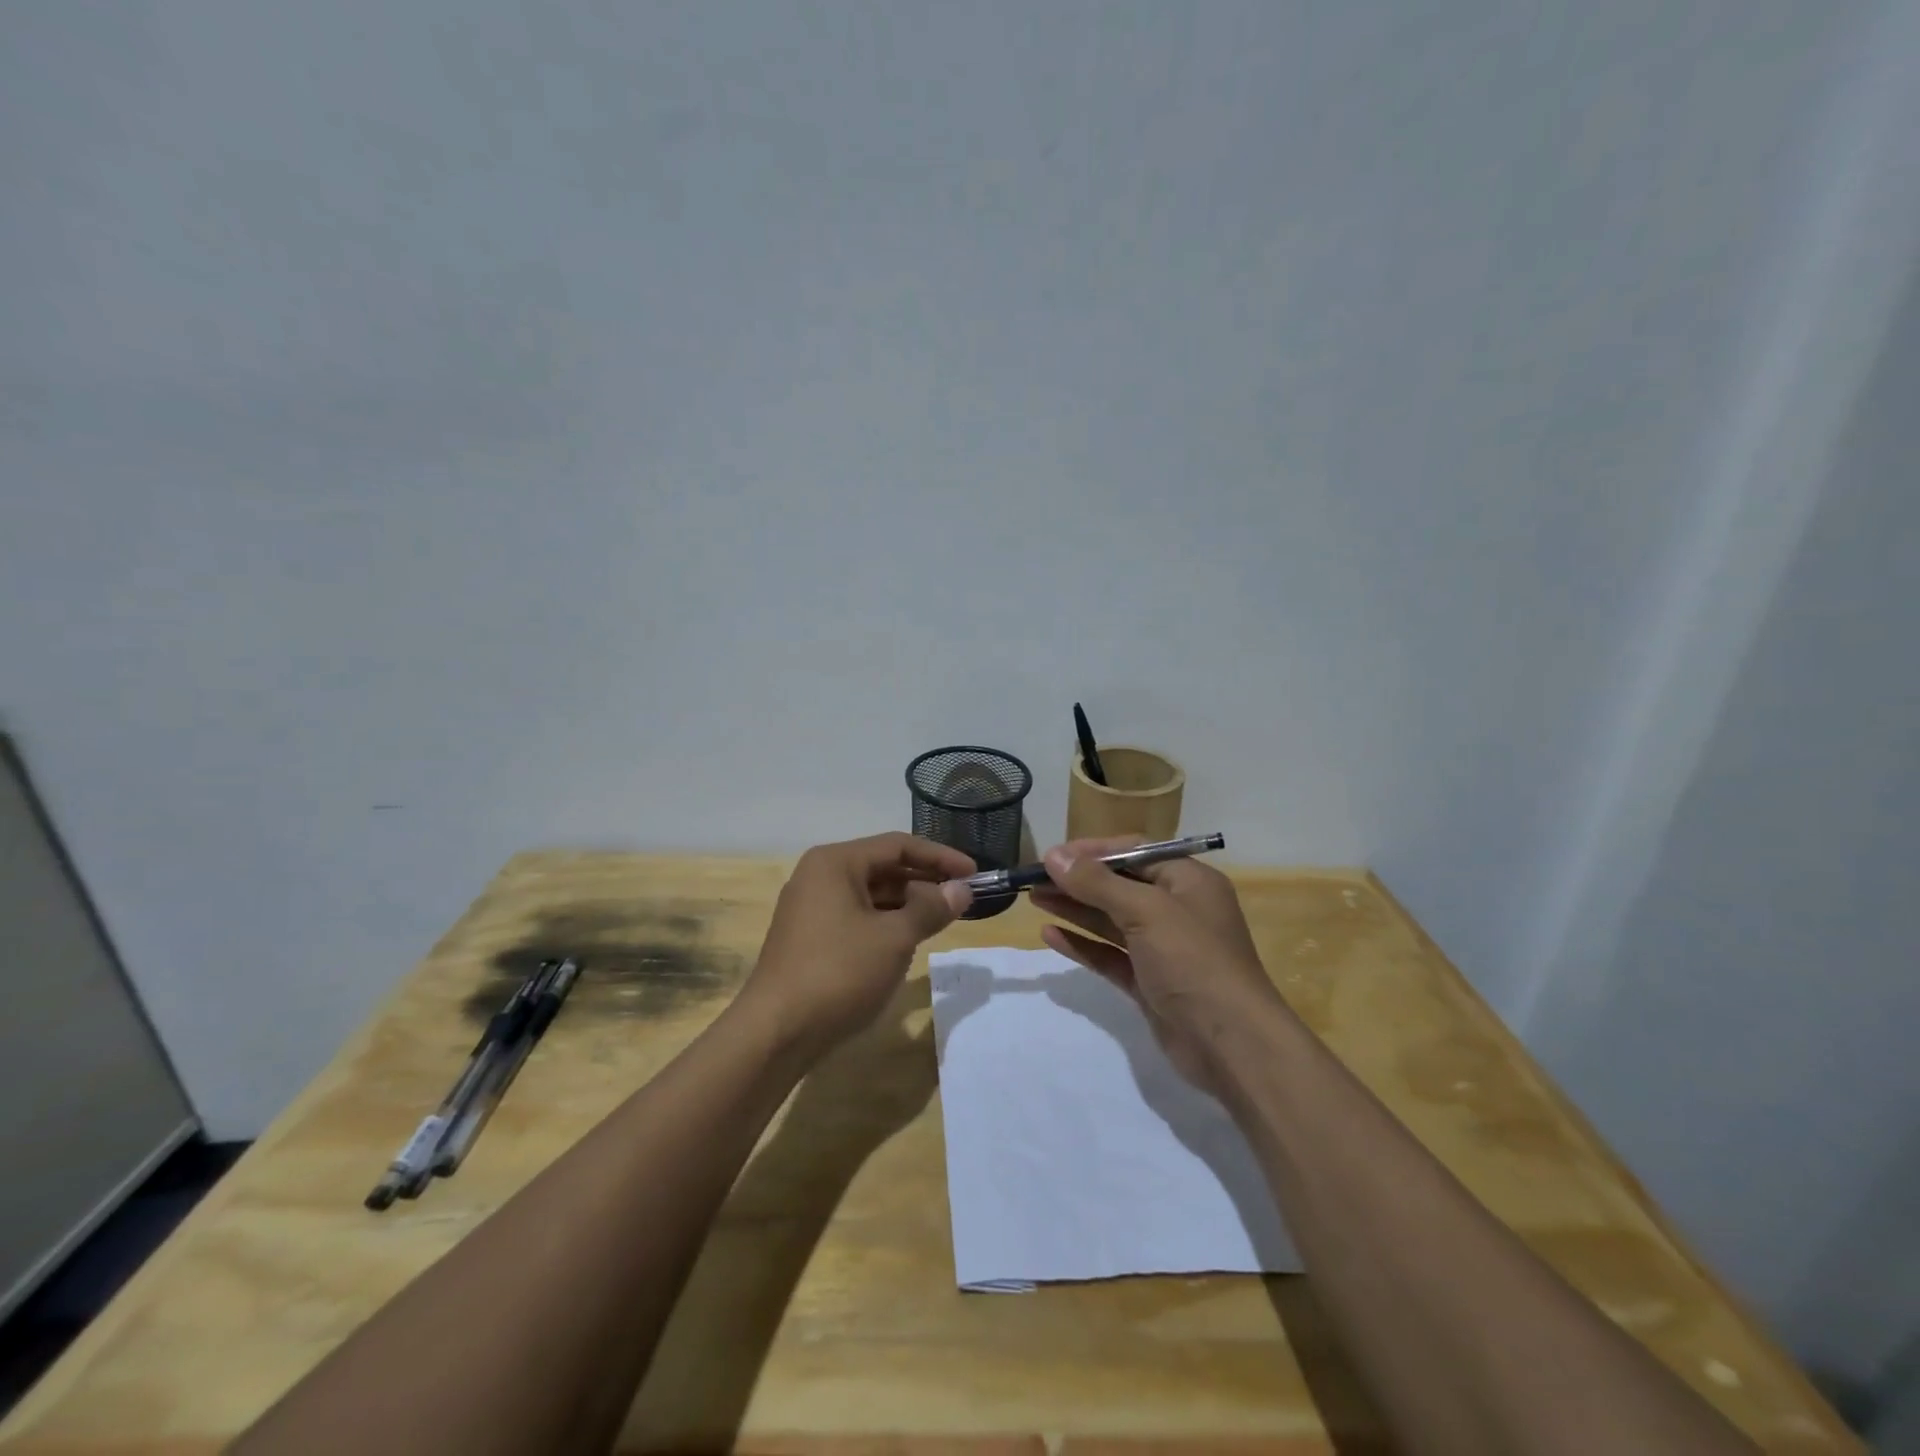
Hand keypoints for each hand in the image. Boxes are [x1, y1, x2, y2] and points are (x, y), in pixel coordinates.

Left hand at [744, 833, 974, 1056]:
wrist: (775, 1033)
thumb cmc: (838, 973)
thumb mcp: (894, 939)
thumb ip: (931, 908)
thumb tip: (961, 890)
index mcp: (835, 863)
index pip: (898, 846)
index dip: (940, 857)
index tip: (974, 873)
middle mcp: (819, 876)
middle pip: (883, 867)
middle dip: (924, 881)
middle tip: (962, 898)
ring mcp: (810, 908)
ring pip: (870, 894)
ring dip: (907, 904)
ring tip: (941, 919)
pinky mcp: (809, 937)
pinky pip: (857, 917)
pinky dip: (885, 923)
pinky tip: (907, 941)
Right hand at [1031, 836, 1281, 1090]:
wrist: (1231, 1045)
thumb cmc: (1193, 961)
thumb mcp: (1146, 911)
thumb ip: (1097, 883)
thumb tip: (1054, 855)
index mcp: (1188, 881)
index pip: (1135, 852)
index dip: (1094, 851)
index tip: (1054, 856)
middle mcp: (1177, 909)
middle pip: (1119, 885)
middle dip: (1078, 880)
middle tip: (1033, 878)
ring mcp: (1163, 948)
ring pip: (1111, 920)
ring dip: (1075, 908)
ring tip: (1034, 898)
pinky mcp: (1149, 982)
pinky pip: (1110, 955)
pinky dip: (1082, 944)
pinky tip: (1050, 935)